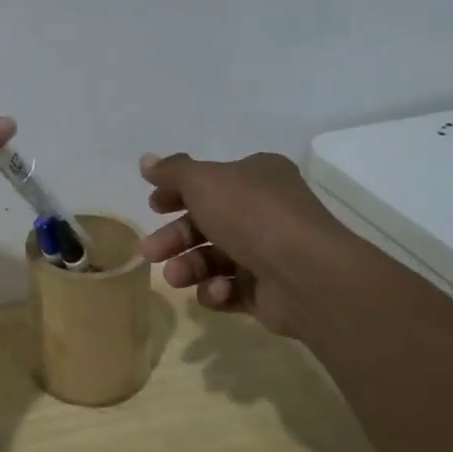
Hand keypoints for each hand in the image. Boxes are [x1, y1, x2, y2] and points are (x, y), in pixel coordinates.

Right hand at [138, 150, 364, 337]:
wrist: (307, 275)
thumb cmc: (251, 216)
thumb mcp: (203, 181)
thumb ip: (172, 171)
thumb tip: (146, 160)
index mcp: (256, 177)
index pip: (209, 181)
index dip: (176, 192)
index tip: (152, 207)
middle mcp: (264, 211)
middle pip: (205, 223)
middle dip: (174, 238)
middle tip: (150, 251)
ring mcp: (268, 253)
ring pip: (213, 258)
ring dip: (189, 267)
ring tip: (176, 277)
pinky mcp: (267, 291)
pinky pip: (230, 289)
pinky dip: (217, 290)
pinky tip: (219, 291)